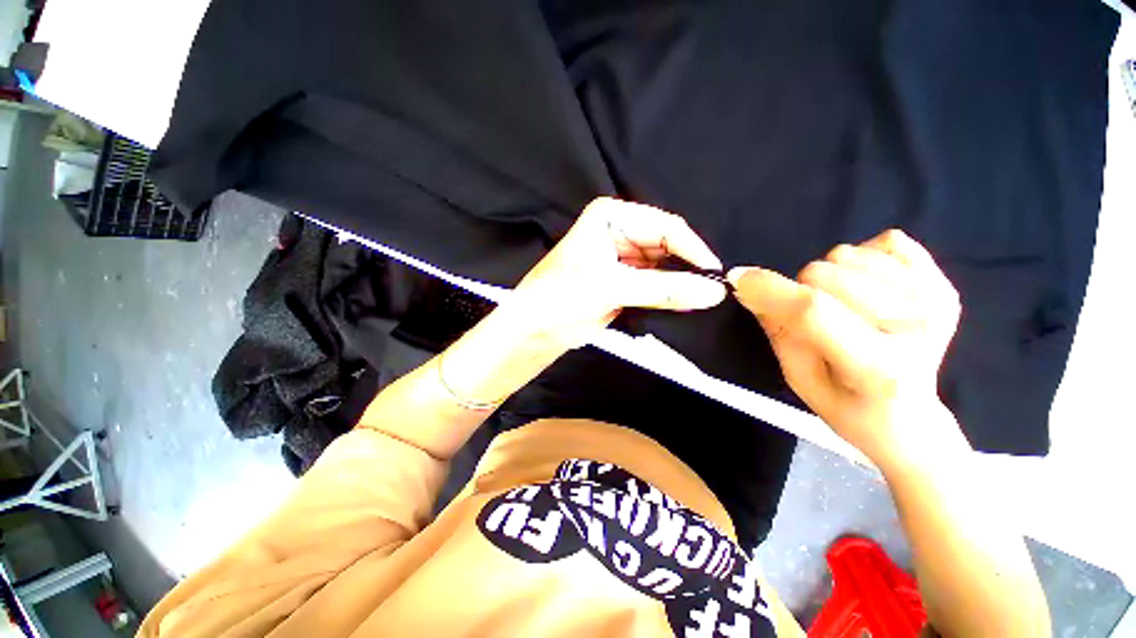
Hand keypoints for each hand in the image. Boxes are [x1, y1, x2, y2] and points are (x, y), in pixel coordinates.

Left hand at [509, 197, 726, 347]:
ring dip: (679, 283)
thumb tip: (714, 291)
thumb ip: (663, 289)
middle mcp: (620, 231)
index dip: (692, 249)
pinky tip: (683, 304)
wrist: (535, 328)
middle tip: (712, 292)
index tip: (715, 275)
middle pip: (667, 245)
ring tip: (702, 300)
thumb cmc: (561, 297)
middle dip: (687, 267)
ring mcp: (623, 257)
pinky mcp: (624, 281)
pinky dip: (668, 294)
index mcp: (612, 217)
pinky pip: (655, 283)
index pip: (665, 226)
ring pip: (664, 266)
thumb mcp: (611, 288)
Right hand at [728, 229, 963, 466]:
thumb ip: (777, 331)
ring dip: (830, 277)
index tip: (739, 278)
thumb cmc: (848, 407)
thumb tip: (748, 288)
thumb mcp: (798, 379)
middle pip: (824, 274)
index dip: (770, 289)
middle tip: (811, 317)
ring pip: (849, 254)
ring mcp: (935, 301)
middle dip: (800, 289)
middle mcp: (915, 328)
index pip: (812, 311)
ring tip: (842, 307)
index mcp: (877, 367)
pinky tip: (870, 291)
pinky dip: (865, 260)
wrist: (913, 422)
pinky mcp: (944, 284)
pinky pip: (888, 242)